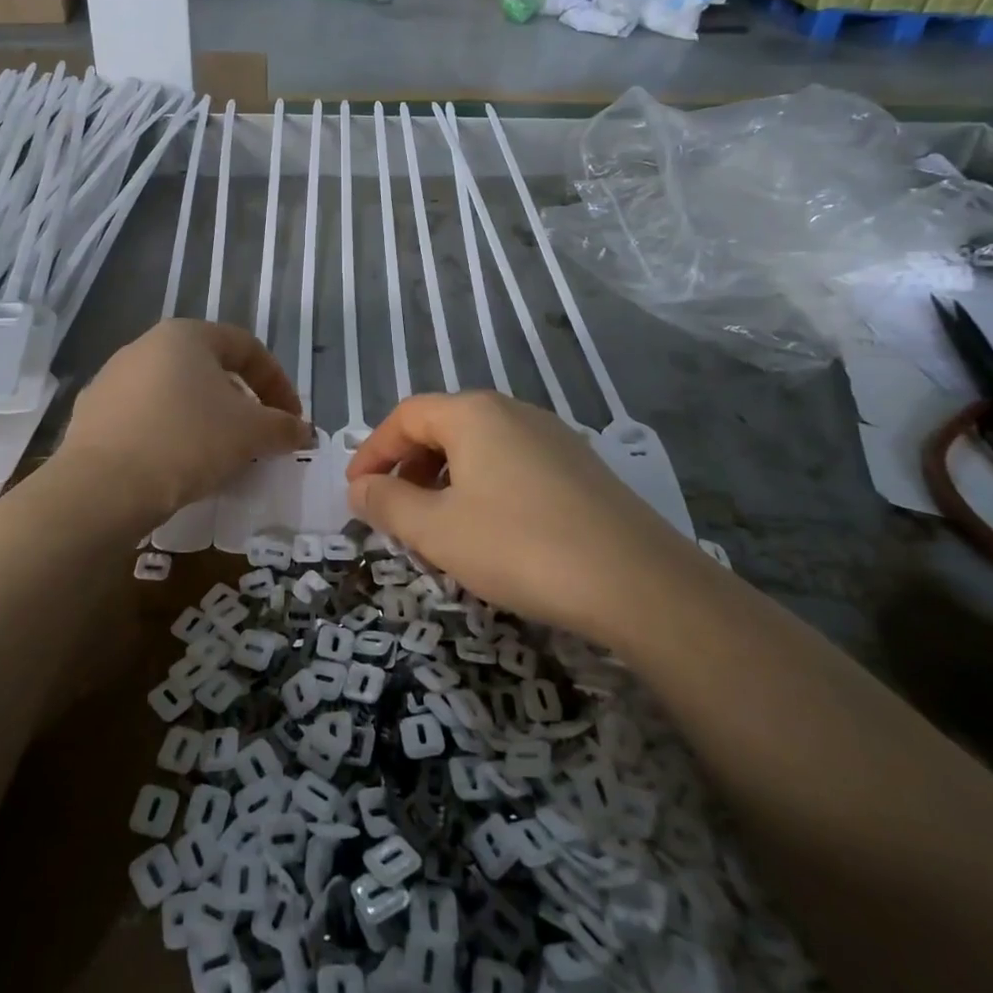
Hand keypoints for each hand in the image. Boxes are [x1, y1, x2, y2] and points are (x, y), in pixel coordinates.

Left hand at [62, 320, 311, 519]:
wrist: (103, 487)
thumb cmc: (188, 441)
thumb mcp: (251, 433)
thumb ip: (283, 427)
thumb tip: (303, 431)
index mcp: (186, 335)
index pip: (247, 348)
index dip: (278, 383)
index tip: (291, 420)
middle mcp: (145, 346)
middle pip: (210, 369)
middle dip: (241, 403)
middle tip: (257, 438)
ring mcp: (112, 379)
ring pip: (176, 394)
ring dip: (206, 419)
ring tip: (220, 456)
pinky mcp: (91, 416)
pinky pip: (145, 419)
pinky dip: (170, 435)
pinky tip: (177, 467)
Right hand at [346, 392, 700, 642]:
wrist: (636, 581)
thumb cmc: (518, 545)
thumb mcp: (436, 529)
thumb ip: (388, 502)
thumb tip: (359, 487)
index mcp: (474, 413)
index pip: (406, 416)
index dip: (373, 451)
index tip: (356, 491)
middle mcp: (514, 412)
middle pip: (443, 427)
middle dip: (408, 466)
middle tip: (392, 509)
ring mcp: (553, 437)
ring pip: (479, 448)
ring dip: (444, 479)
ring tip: (436, 524)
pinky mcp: (579, 468)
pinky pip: (512, 465)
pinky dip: (482, 487)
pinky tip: (489, 530)